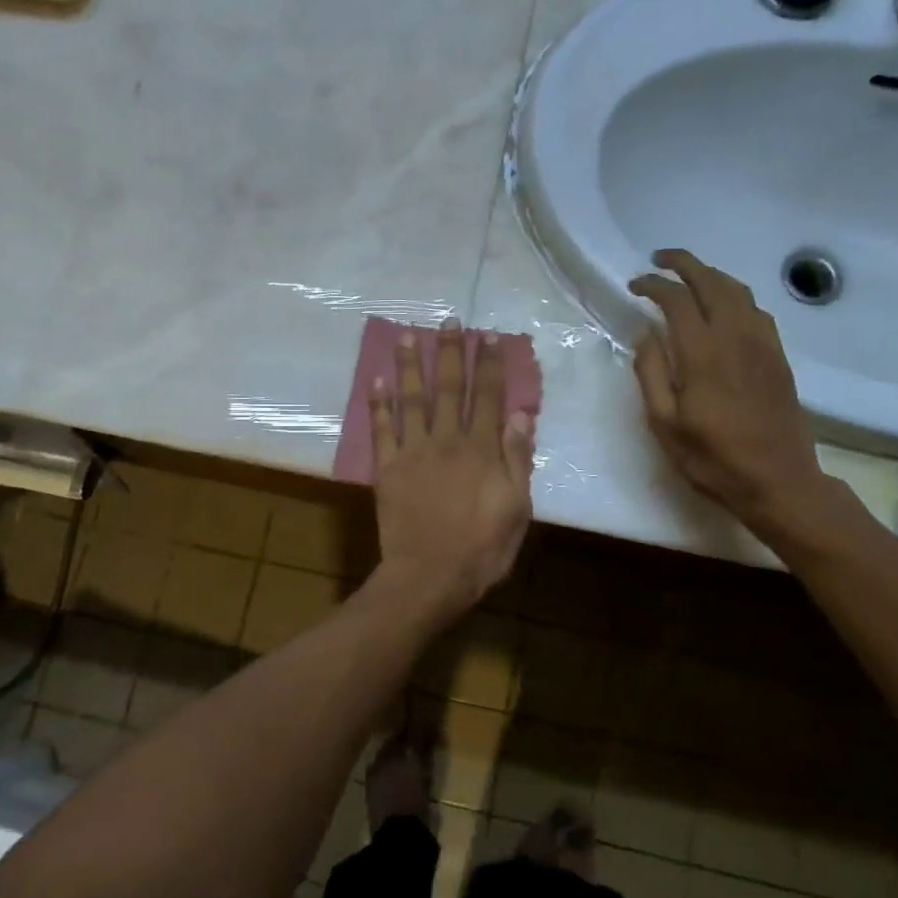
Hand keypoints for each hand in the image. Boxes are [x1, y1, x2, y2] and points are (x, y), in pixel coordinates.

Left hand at [369, 321, 533, 616]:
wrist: (429, 576)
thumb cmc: (482, 549)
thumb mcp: (516, 508)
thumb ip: (516, 459)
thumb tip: (519, 414)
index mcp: (482, 450)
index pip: (488, 396)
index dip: (489, 364)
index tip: (488, 336)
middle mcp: (446, 440)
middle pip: (449, 388)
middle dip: (451, 352)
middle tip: (449, 321)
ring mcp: (413, 452)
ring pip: (412, 399)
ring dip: (412, 365)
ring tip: (410, 335)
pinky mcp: (387, 468)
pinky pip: (382, 429)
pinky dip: (379, 404)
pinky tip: (378, 380)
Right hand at [629, 249, 831, 537]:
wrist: (779, 482)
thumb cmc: (713, 459)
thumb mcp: (665, 424)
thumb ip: (651, 374)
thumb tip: (645, 334)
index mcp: (703, 354)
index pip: (676, 299)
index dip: (653, 285)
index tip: (634, 285)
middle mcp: (736, 337)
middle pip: (711, 282)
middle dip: (684, 264)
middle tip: (659, 260)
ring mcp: (763, 344)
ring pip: (738, 291)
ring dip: (710, 275)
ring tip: (688, 277)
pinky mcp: (778, 356)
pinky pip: (756, 309)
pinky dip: (734, 295)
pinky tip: (723, 308)